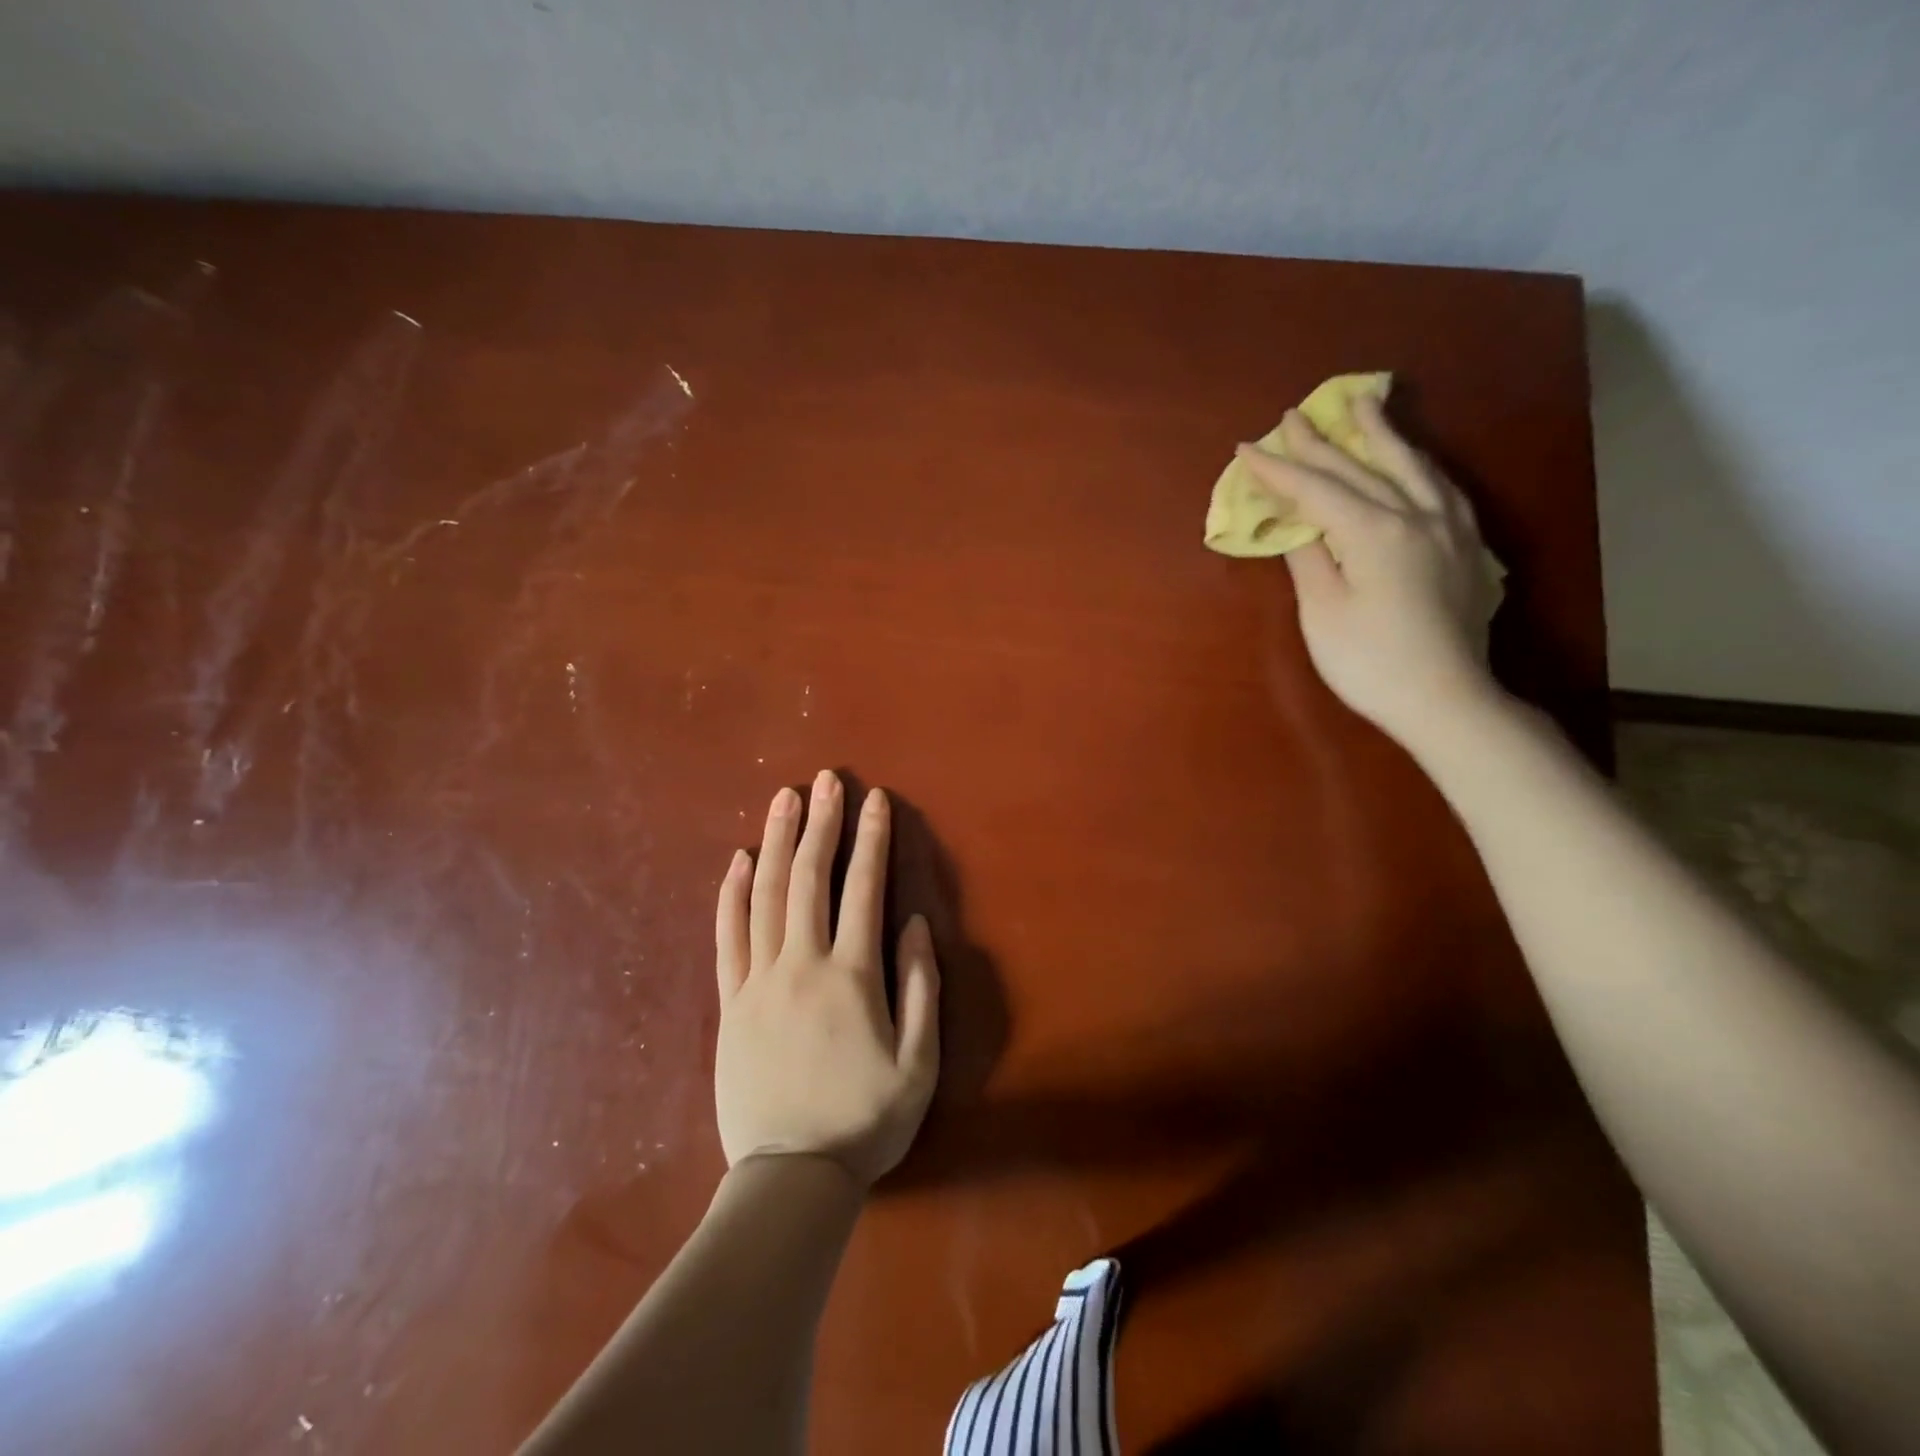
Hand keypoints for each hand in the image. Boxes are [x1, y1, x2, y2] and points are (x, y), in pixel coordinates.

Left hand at [713, 770, 940, 1187]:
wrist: (791, 1179)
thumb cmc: (865, 1120)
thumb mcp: (919, 1062)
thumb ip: (920, 986)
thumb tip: (913, 922)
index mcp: (851, 976)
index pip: (863, 890)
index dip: (871, 840)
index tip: (874, 800)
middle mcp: (801, 965)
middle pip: (808, 878)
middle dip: (819, 823)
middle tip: (825, 779)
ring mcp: (758, 982)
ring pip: (763, 896)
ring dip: (774, 842)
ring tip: (782, 799)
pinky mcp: (730, 1003)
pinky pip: (727, 937)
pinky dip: (731, 894)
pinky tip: (736, 861)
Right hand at [1234, 396, 1501, 747]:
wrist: (1445, 698)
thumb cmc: (1370, 662)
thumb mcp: (1323, 611)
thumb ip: (1309, 558)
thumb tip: (1296, 523)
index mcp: (1375, 531)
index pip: (1317, 490)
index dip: (1279, 469)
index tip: (1247, 448)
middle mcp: (1416, 515)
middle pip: (1362, 468)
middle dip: (1322, 441)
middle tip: (1294, 414)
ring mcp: (1449, 528)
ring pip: (1412, 466)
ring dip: (1383, 433)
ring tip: (1367, 404)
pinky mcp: (1467, 547)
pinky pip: (1442, 487)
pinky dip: (1419, 463)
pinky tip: (1414, 461)